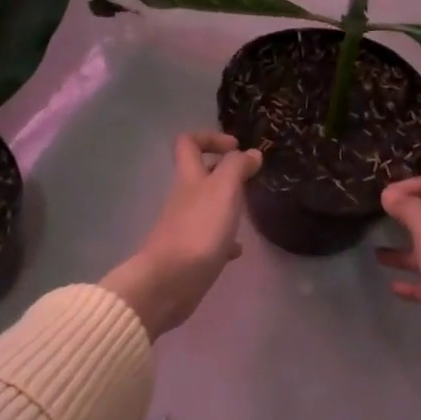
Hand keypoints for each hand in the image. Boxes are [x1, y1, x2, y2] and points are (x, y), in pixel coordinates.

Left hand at [102, 132, 262, 339]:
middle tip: (249, 178)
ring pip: (207, 206)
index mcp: (188, 177)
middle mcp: (184, 198)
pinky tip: (238, 249)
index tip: (236, 147)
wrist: (170, 281)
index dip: (210, 138)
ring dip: (227, 205)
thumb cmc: (199, 230)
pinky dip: (225, 239)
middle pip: (199, 174)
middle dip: (224, 172)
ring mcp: (185, 226)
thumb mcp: (223, 189)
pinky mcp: (191, 253)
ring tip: (249, 211)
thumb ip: (237, 167)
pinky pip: (210, 239)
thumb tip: (250, 153)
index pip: (188, 142)